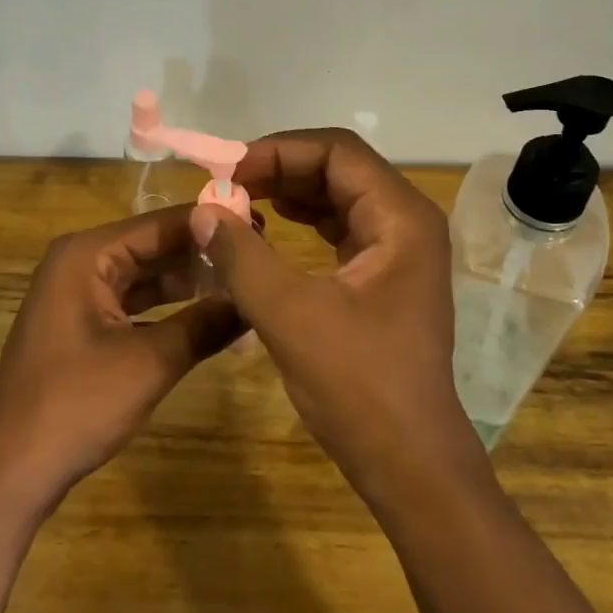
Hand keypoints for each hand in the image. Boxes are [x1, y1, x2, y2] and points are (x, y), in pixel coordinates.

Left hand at [0, 207, 242, 507]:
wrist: (12, 469)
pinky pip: (133, 302)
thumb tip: (256, 300)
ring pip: (145, 275)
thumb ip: (206, 324)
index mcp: (86, 255)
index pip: (161, 224)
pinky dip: (168, 308)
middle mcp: (79, 262)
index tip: (261, 228)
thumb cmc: (76, 404)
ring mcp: (77, 294)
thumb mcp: (151, 362)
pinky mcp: (81, 324)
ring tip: (244, 282)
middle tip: (259, 256)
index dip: (211, 226)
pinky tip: (208, 315)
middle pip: (152, 246)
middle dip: (202, 254)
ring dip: (189, 282)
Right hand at [189, 129, 467, 486]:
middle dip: (279, 170)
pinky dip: (302, 224)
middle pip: (339, 169)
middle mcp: (407, 223)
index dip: (278, 150)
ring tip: (237, 203)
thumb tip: (203, 210)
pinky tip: (267, 231)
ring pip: (338, 198)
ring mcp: (399, 251)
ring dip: (288, 194)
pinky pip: (340, 230)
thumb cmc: (358, 385)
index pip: (337, 151)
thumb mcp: (289, 315)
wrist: (409, 461)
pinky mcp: (384, 278)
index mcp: (401, 218)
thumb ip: (241, 256)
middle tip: (224, 185)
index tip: (227, 169)